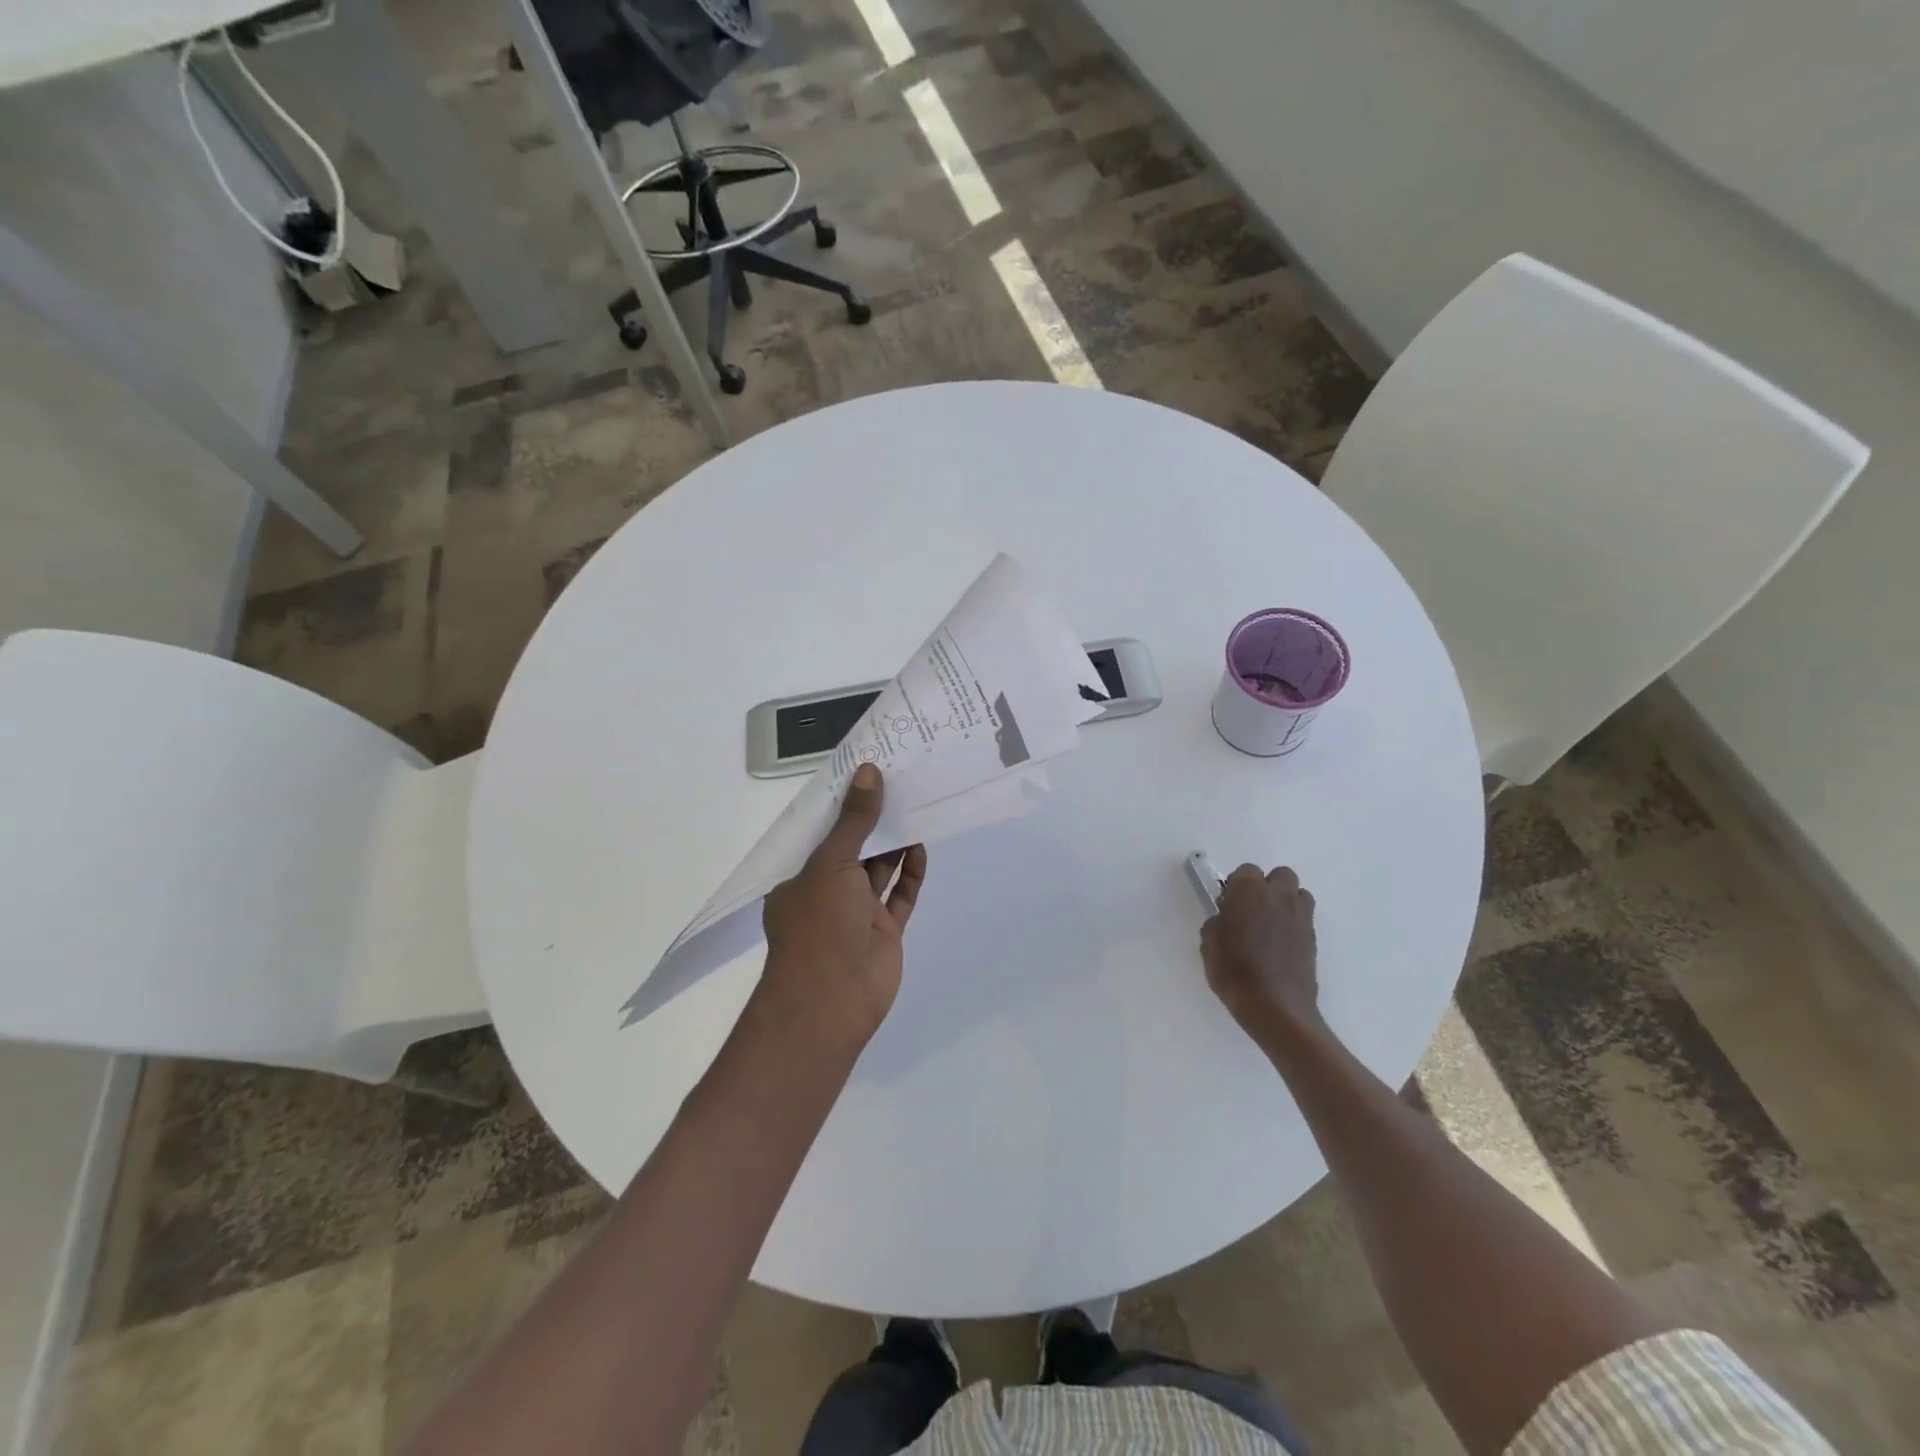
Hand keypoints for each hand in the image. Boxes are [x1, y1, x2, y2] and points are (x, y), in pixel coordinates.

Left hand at [759, 764, 927, 1046]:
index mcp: (801, 876)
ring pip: (880, 869)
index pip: (823, 832)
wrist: (831, 1002)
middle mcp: (827, 891)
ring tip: (917, 805)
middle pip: (854, 847)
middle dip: (874, 819)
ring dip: (895, 842)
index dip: (844, 804)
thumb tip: (869, 772)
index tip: (866, 772)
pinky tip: (921, 846)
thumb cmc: (819, 925)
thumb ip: (854, 821)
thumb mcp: (832, 864)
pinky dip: (911, 873)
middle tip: (901, 781)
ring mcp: (857, 913)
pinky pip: (900, 895)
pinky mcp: (885, 931)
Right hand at [1200, 864, 1320, 1044]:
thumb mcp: (1209, 944)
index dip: (1236, 886)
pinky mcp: (1313, 938)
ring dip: (1285, 902)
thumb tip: (1226, 921)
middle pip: (1280, 875)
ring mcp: (1301, 916)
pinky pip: (1304, 919)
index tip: (1228, 905)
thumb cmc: (1234, 970)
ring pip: (1298, 894)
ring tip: (1270, 925)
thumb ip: (1218, 923)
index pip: (1246, 871)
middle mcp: (1279, 896)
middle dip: (1267, 887)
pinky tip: (1280, 946)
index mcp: (1249, 891)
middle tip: (1251, 910)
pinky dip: (1293, 924)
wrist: (1275, 1007)